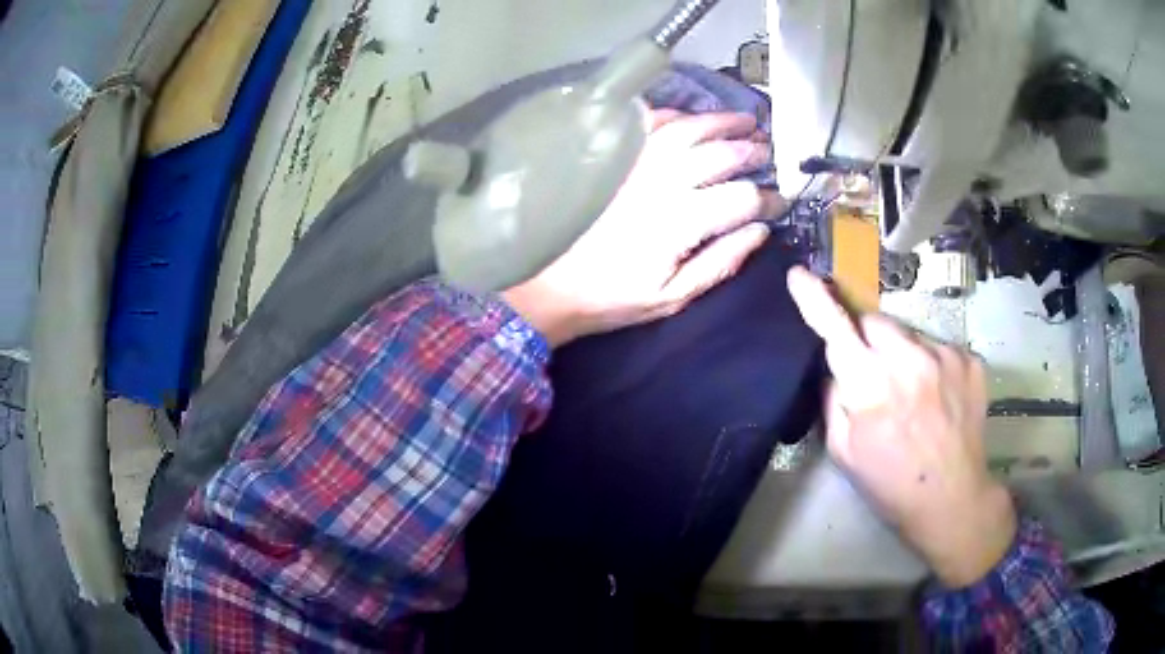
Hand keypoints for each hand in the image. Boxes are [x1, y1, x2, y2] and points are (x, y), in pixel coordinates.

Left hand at [502, 111, 781, 346]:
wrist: (550, 285)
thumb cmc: (612, 297)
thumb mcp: (672, 297)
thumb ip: (720, 262)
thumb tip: (760, 231)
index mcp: (680, 222)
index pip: (741, 198)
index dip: (767, 198)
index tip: (780, 201)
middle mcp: (661, 183)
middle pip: (720, 154)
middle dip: (752, 150)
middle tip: (769, 151)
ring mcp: (635, 164)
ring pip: (688, 129)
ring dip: (721, 121)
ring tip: (745, 120)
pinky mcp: (615, 158)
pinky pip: (650, 124)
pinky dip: (677, 115)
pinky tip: (693, 118)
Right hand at [787, 267, 1016, 588]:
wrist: (952, 500)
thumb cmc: (891, 484)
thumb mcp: (844, 453)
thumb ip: (833, 401)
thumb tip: (836, 369)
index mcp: (871, 387)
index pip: (835, 329)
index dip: (815, 300)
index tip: (799, 274)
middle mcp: (909, 360)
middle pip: (875, 322)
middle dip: (867, 341)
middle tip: (875, 376)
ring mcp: (945, 355)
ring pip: (909, 333)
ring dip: (902, 353)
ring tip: (913, 394)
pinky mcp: (970, 360)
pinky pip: (939, 347)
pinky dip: (932, 364)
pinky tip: (938, 397)